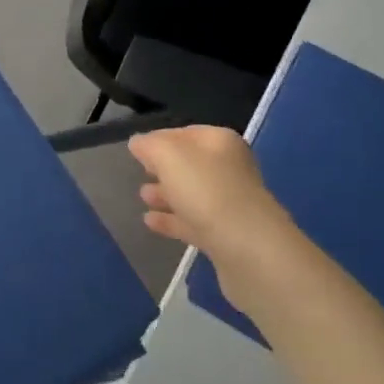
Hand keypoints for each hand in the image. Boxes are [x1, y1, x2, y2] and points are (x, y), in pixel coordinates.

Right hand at [130, 127, 302, 310]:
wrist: (248, 249)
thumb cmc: (206, 191)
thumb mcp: (169, 156)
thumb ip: (149, 145)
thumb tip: (139, 143)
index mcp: (220, 143)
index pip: (184, 133)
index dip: (159, 139)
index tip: (136, 150)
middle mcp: (229, 169)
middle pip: (189, 164)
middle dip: (163, 168)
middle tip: (140, 172)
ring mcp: (229, 204)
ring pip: (191, 194)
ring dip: (166, 194)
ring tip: (142, 197)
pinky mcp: (225, 235)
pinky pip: (192, 222)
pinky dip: (172, 220)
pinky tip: (150, 222)